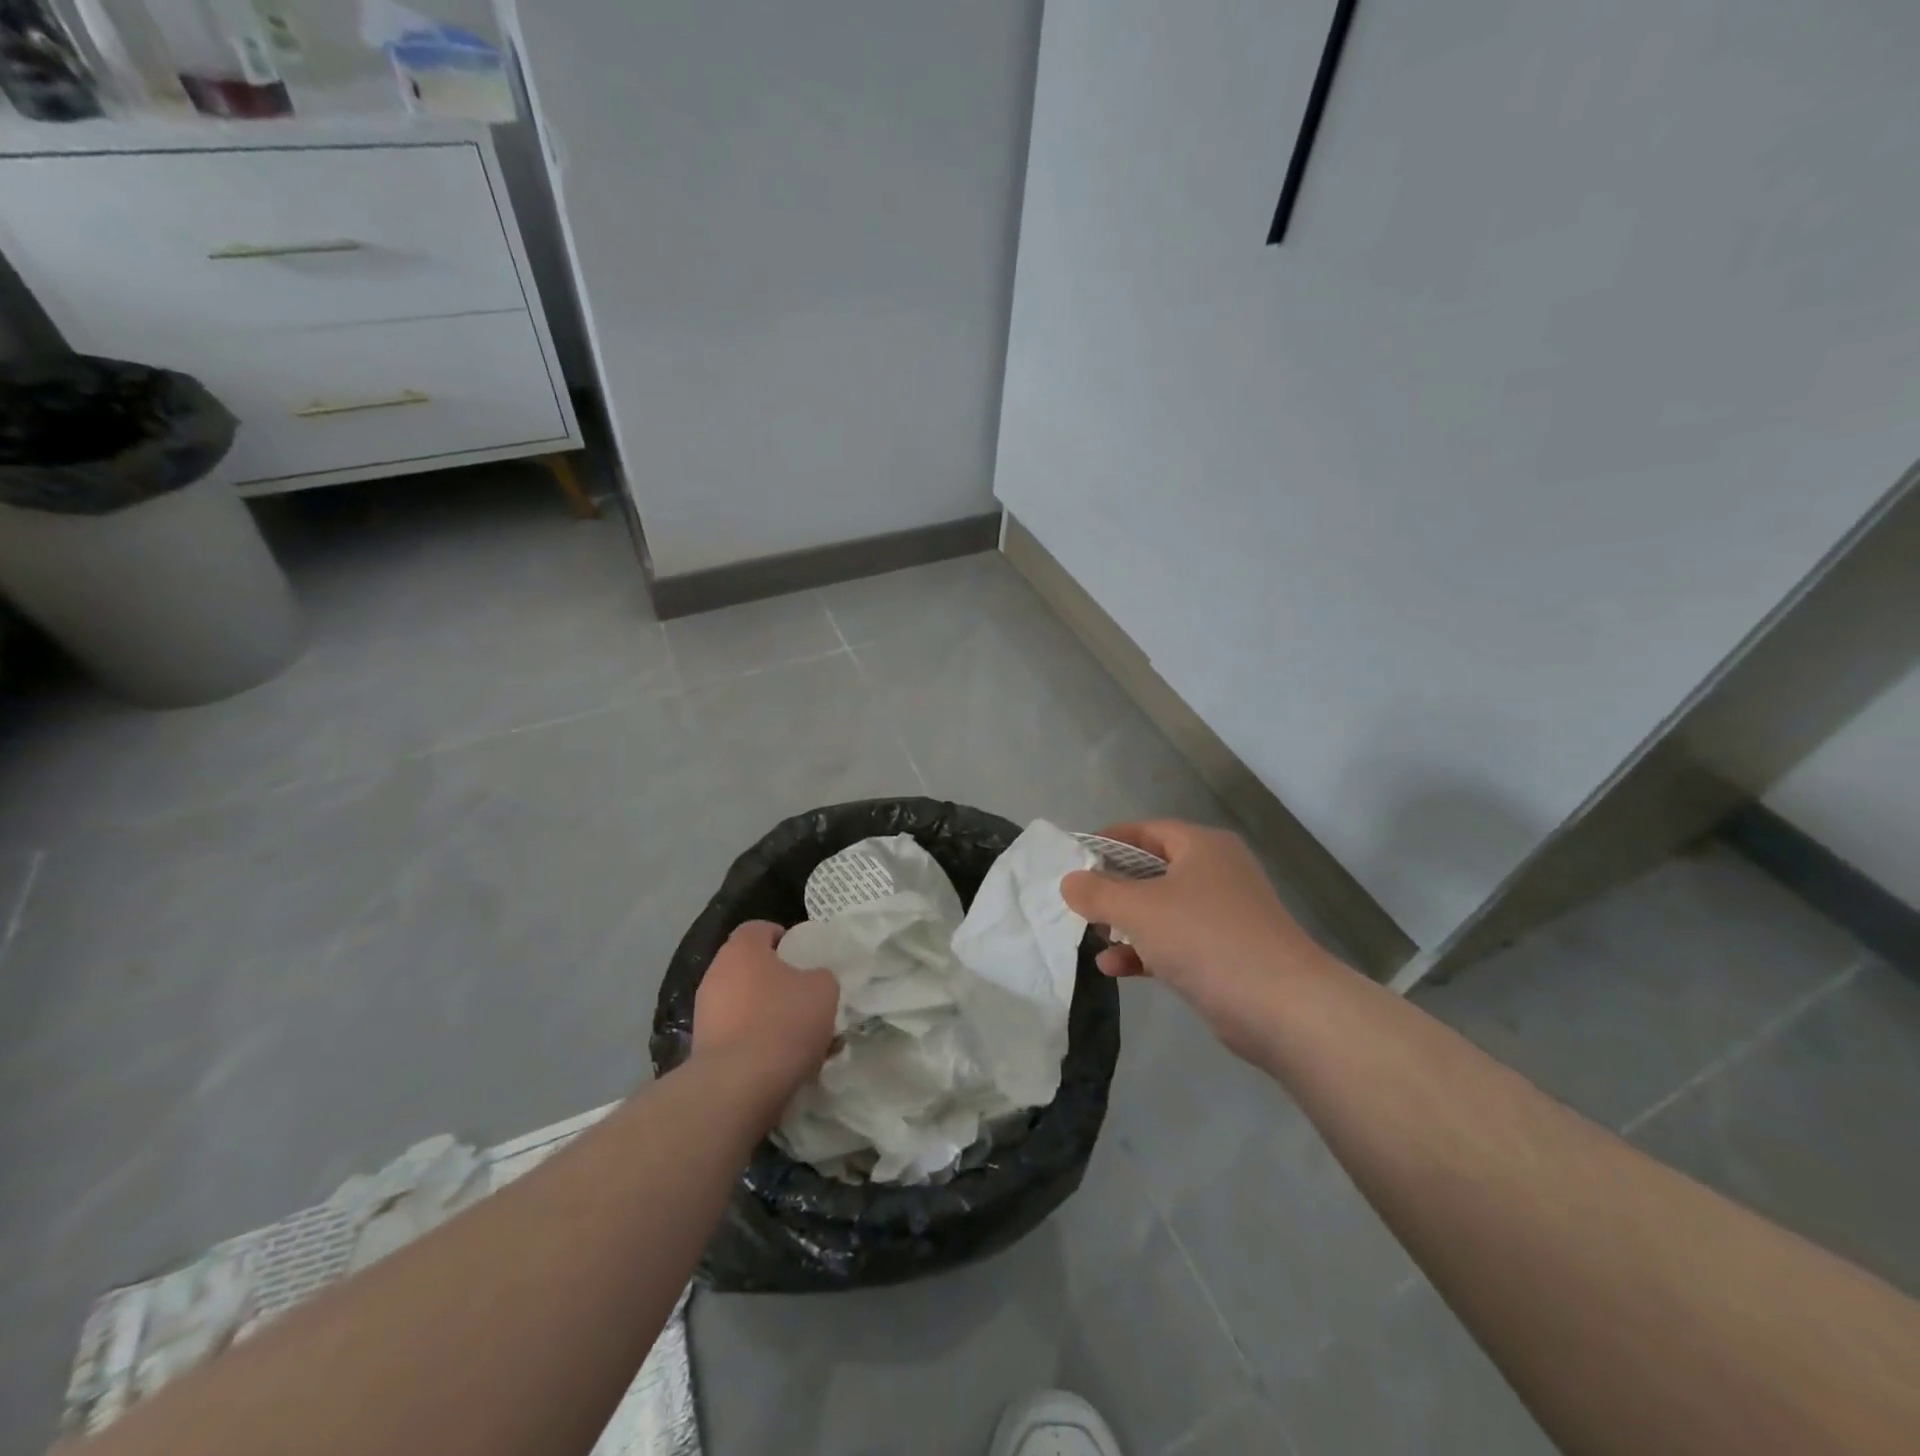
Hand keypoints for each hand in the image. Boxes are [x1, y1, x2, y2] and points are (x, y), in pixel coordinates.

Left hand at [693, 921, 839, 1109]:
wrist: (738, 1086)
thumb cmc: (784, 1022)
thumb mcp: (823, 990)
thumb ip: (820, 977)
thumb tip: (811, 981)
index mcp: (742, 949)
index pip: (759, 928)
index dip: (783, 937)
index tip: (803, 956)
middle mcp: (716, 973)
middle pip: (748, 966)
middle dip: (774, 979)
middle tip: (802, 996)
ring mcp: (704, 1011)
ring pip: (740, 1002)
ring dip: (763, 1012)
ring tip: (794, 1035)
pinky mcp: (701, 1047)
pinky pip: (733, 1034)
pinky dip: (752, 1041)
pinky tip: (776, 1060)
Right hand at [1061, 821, 1326, 1039]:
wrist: (1282, 1007)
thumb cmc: (1205, 938)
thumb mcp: (1140, 909)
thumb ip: (1098, 893)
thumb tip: (1069, 882)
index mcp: (1202, 847)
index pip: (1147, 830)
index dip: (1109, 841)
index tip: (1076, 858)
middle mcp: (1216, 873)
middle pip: (1153, 871)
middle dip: (1114, 888)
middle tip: (1080, 901)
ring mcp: (1224, 916)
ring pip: (1163, 910)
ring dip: (1127, 924)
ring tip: (1093, 937)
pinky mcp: (1226, 955)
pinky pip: (1175, 943)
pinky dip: (1145, 952)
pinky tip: (1113, 969)